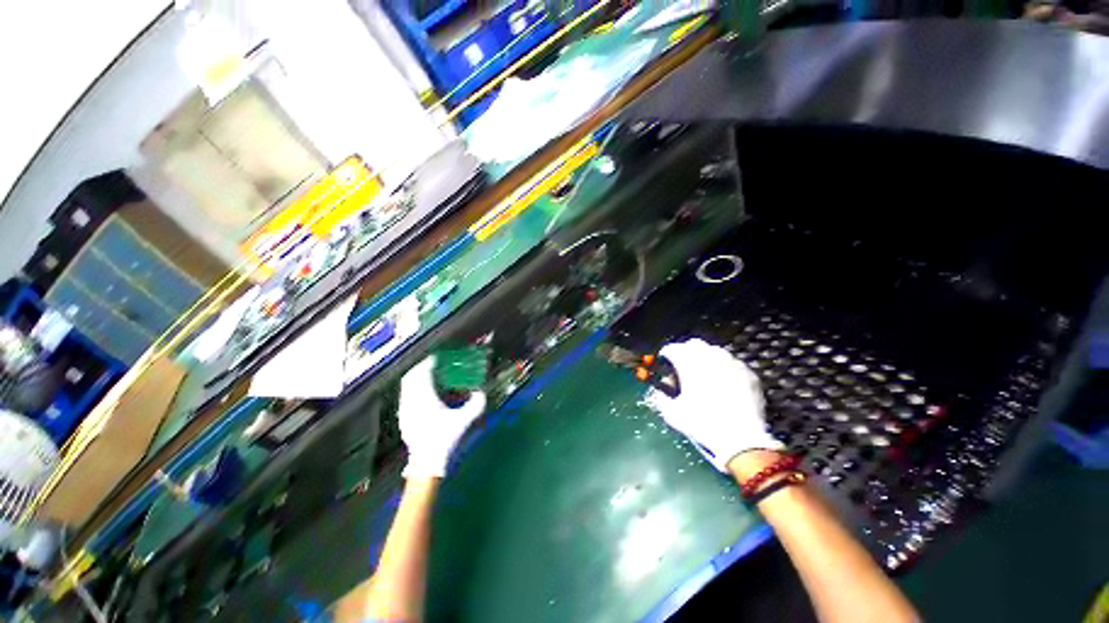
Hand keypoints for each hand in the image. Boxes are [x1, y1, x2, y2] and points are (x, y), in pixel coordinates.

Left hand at [398, 357, 486, 477]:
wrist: (427, 464)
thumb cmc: (445, 441)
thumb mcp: (465, 421)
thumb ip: (476, 404)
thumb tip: (481, 390)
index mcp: (425, 400)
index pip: (423, 373)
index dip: (429, 362)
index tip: (438, 358)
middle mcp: (411, 402)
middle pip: (411, 376)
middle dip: (421, 367)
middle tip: (433, 363)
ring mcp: (404, 410)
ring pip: (406, 386)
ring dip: (416, 377)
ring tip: (429, 375)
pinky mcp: (403, 418)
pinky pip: (405, 395)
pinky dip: (413, 388)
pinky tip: (424, 392)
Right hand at [649, 338, 782, 471]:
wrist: (742, 440)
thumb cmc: (702, 424)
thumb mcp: (672, 413)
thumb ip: (661, 397)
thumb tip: (661, 389)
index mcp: (689, 362)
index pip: (672, 348)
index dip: (666, 356)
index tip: (665, 366)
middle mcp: (710, 356)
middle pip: (694, 344)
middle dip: (686, 353)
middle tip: (684, 369)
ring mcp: (732, 363)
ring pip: (715, 352)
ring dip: (707, 360)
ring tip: (705, 377)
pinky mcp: (749, 373)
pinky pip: (733, 364)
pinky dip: (725, 370)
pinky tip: (725, 385)